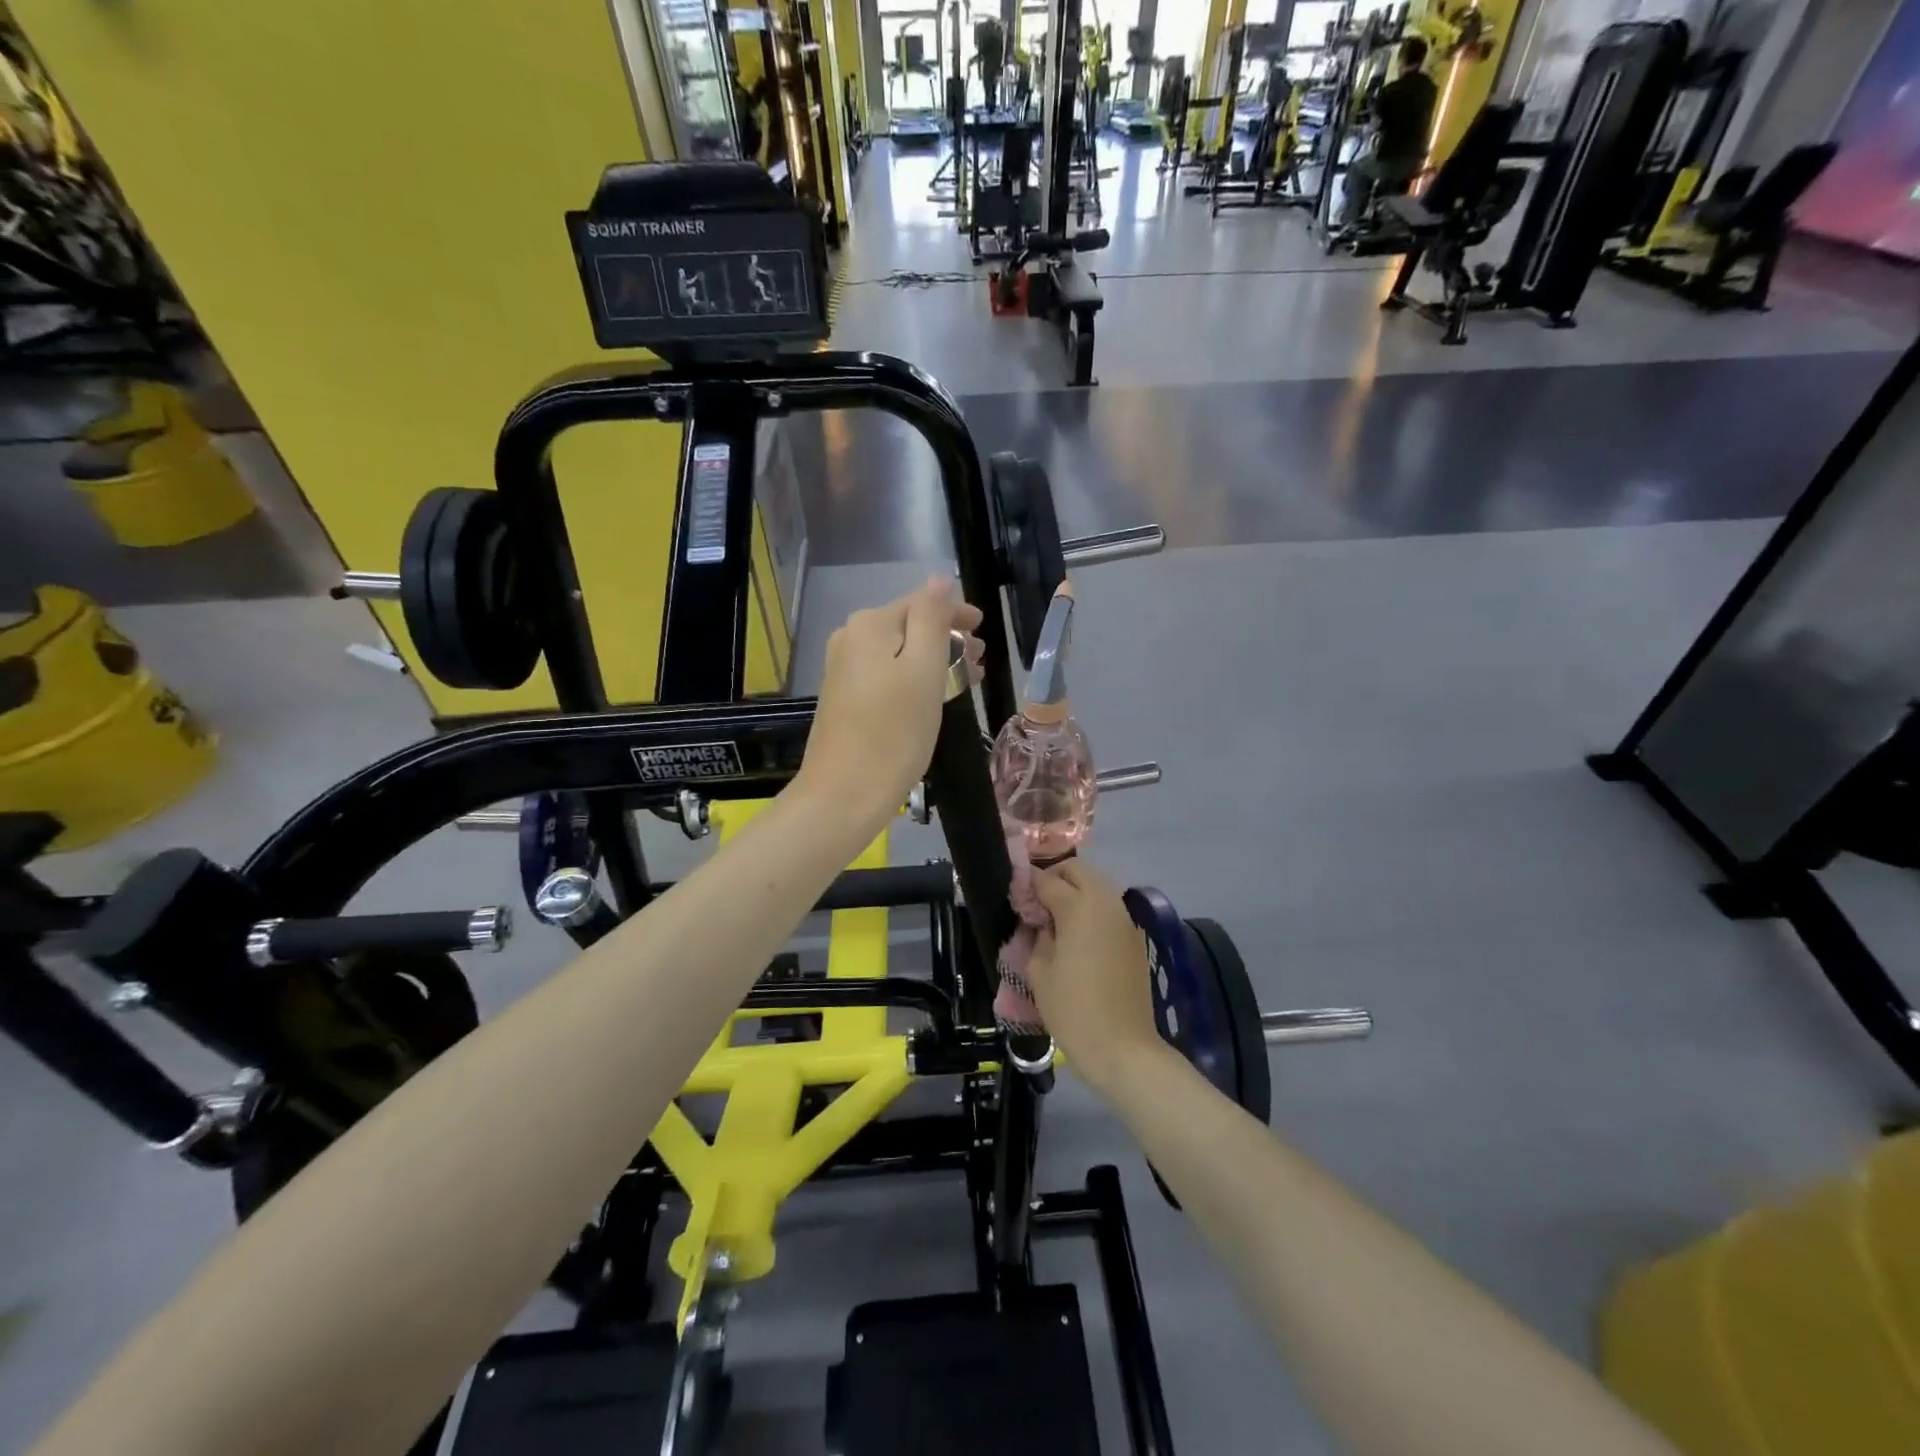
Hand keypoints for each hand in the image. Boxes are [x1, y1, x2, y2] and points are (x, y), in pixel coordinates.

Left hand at [796, 576, 983, 834]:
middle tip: (980, 661)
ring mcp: (843, 668)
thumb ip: (932, 619)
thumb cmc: (894, 732)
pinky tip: (933, 696)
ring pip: (899, 652)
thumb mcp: (924, 670)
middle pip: (909, 626)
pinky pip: (886, 673)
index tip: (984, 631)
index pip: (922, 602)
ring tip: (966, 680)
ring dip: (934, 660)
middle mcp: (850, 638)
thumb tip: (939, 580)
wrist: (844, 794)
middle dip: (947, 639)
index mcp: (870, 625)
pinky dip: (913, 678)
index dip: (956, 614)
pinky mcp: (843, 696)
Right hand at [1028, 861, 1170, 1097]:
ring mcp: (1125, 919)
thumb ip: (1038, 936)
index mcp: (1078, 906)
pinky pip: (1110, 909)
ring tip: (1057, 920)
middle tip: (1038, 904)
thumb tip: (1043, 923)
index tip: (1015, 897)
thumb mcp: (1039, 971)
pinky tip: (1079, 937)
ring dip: (1077, 892)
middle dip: (1056, 878)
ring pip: (1098, 886)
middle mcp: (1105, 903)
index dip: (1028, 885)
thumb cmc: (1073, 1009)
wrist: (1123, 1048)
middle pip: (1078, 870)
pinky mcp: (1135, 938)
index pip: (1047, 880)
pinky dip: (1093, 910)